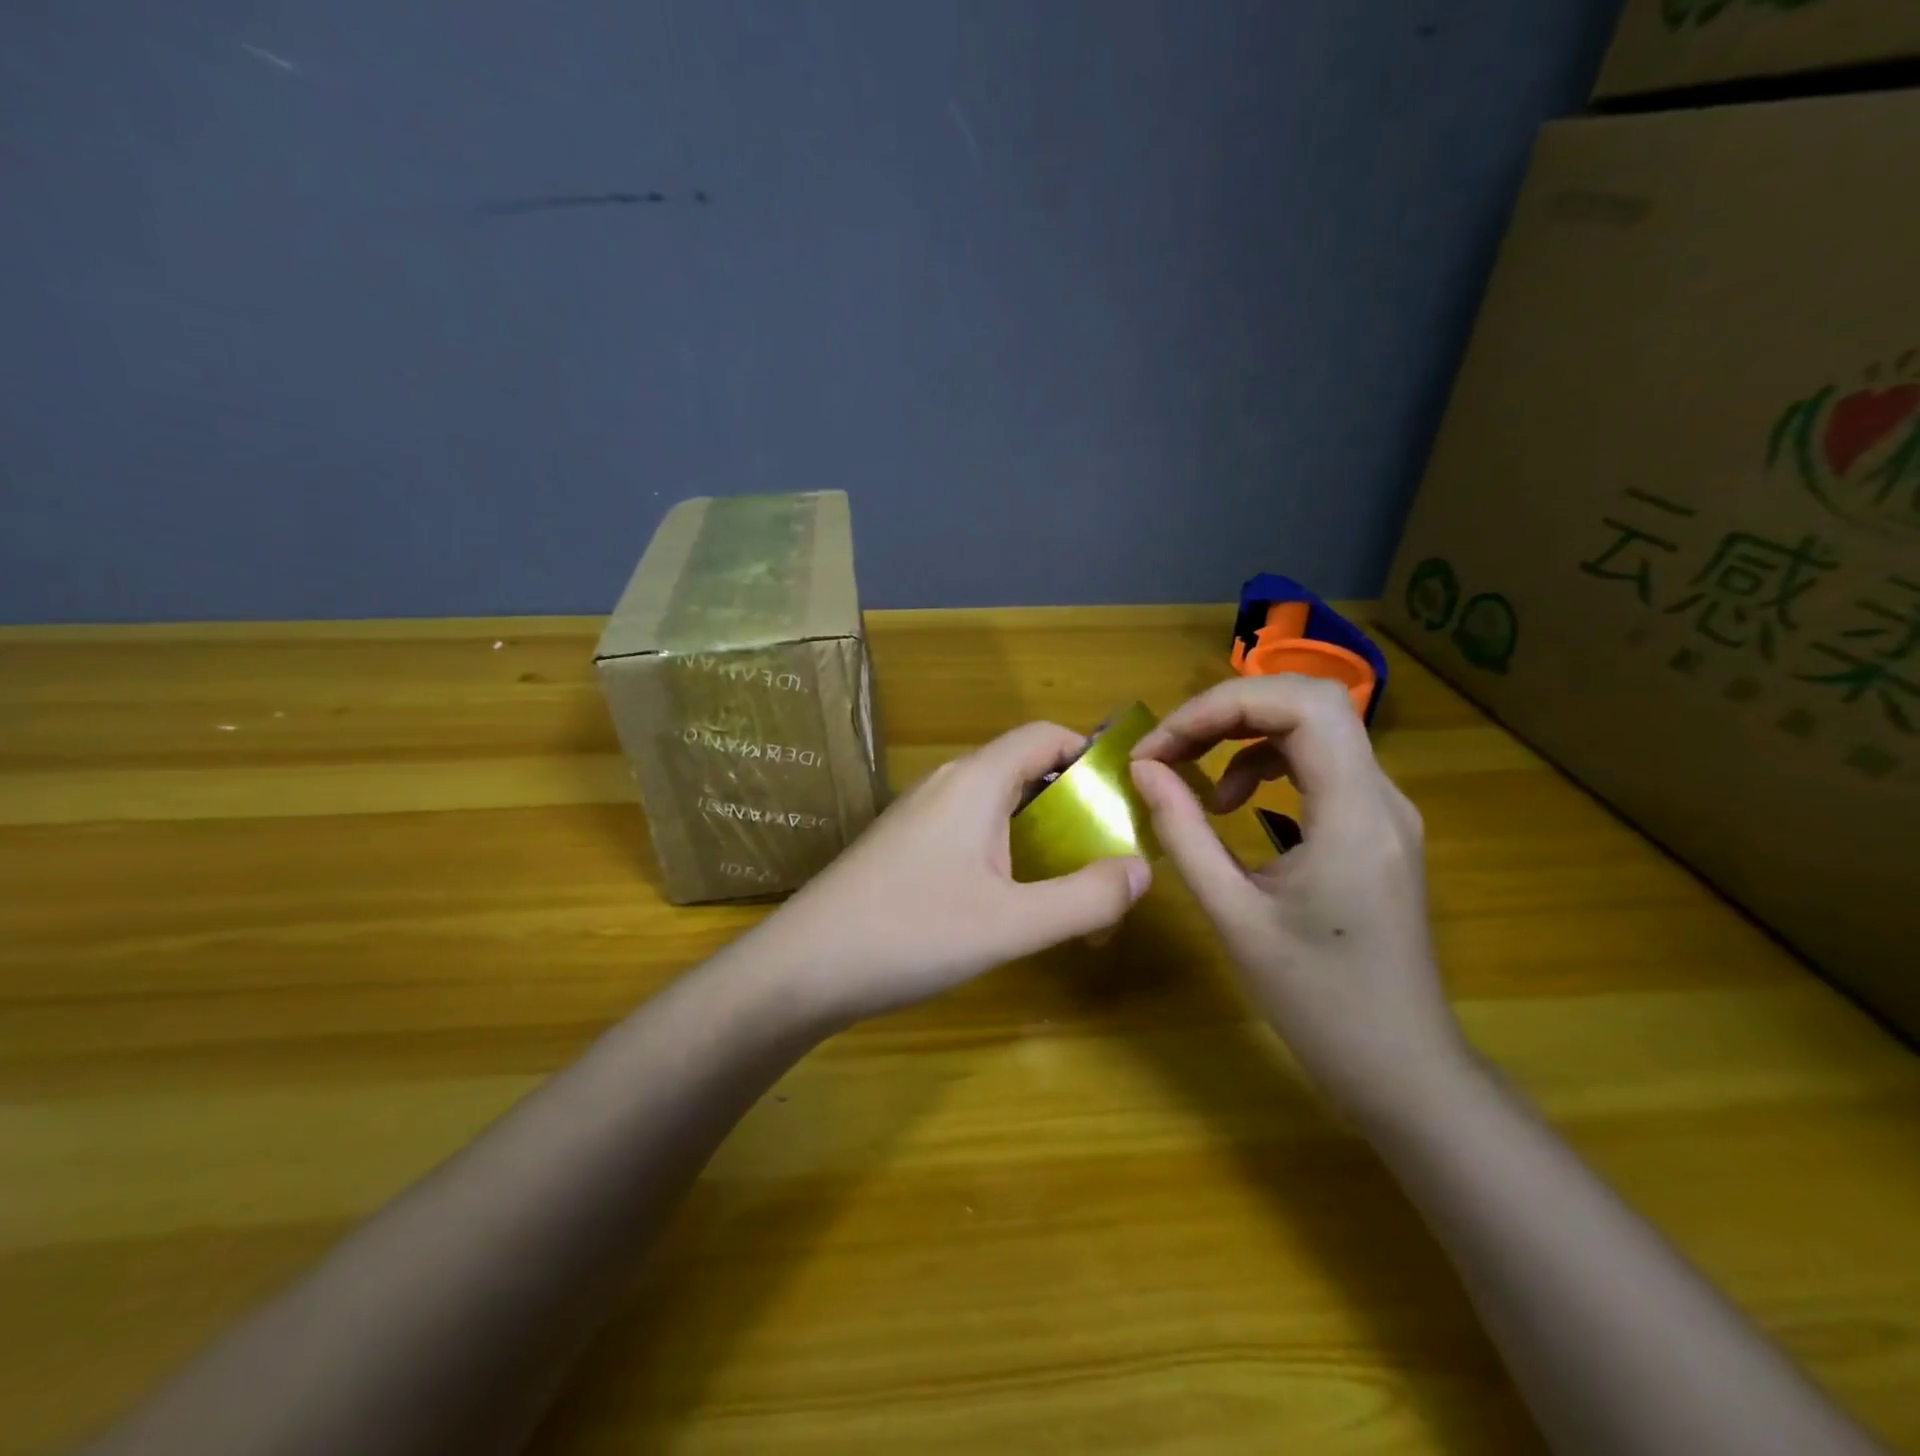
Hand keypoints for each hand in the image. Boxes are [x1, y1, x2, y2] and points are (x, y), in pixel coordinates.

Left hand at [751, 722, 1152, 1026]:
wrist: (800, 969)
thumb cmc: (910, 934)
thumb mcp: (1011, 923)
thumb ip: (1085, 898)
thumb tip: (1142, 870)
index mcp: (974, 781)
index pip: (1043, 735)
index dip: (1090, 753)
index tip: (1126, 796)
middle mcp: (946, 786)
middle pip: (1024, 771)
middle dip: (1073, 807)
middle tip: (1108, 855)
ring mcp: (919, 817)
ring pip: (996, 808)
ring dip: (1040, 838)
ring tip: (1070, 888)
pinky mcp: (902, 848)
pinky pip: (969, 834)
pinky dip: (1006, 855)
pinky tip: (1011, 904)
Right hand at [1129, 676, 1469, 1125]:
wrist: (1402, 1067)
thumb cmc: (1316, 1002)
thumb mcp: (1233, 916)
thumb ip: (1183, 833)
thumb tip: (1143, 769)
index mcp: (1355, 815)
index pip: (1301, 706)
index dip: (1222, 705)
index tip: (1162, 745)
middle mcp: (1382, 797)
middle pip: (1308, 703)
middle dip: (1226, 710)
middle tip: (1169, 748)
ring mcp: (1385, 811)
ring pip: (1314, 728)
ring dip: (1243, 733)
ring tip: (1189, 772)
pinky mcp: (1376, 828)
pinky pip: (1319, 764)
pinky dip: (1265, 763)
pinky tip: (1233, 803)